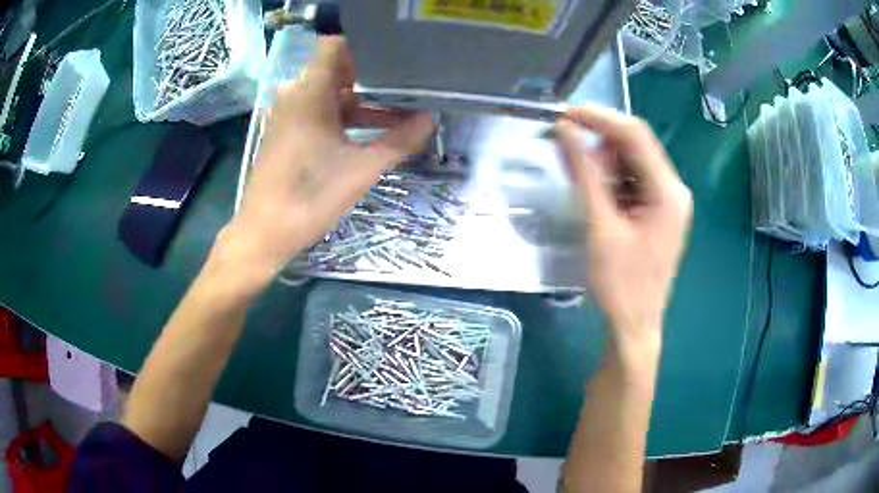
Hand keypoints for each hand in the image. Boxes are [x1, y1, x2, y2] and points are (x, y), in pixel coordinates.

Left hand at [225, 37, 434, 276]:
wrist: (265, 232)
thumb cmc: (310, 196)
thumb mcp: (362, 169)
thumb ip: (399, 141)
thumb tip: (430, 119)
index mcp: (310, 93)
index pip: (335, 46)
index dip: (364, 45)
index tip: (395, 55)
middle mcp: (296, 95)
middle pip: (338, 70)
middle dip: (373, 75)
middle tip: (409, 82)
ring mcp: (289, 114)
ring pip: (331, 94)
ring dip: (363, 101)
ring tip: (400, 109)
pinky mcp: (288, 132)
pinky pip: (320, 112)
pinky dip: (345, 116)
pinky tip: (372, 131)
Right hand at [556, 105, 691, 347]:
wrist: (634, 325)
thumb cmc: (620, 284)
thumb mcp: (600, 226)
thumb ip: (585, 174)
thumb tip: (565, 130)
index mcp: (668, 191)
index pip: (635, 135)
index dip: (599, 118)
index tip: (564, 114)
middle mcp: (674, 189)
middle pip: (635, 146)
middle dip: (600, 143)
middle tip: (566, 150)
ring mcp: (668, 201)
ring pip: (632, 163)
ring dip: (603, 163)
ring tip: (580, 179)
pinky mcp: (658, 212)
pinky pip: (632, 182)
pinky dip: (611, 180)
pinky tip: (595, 194)